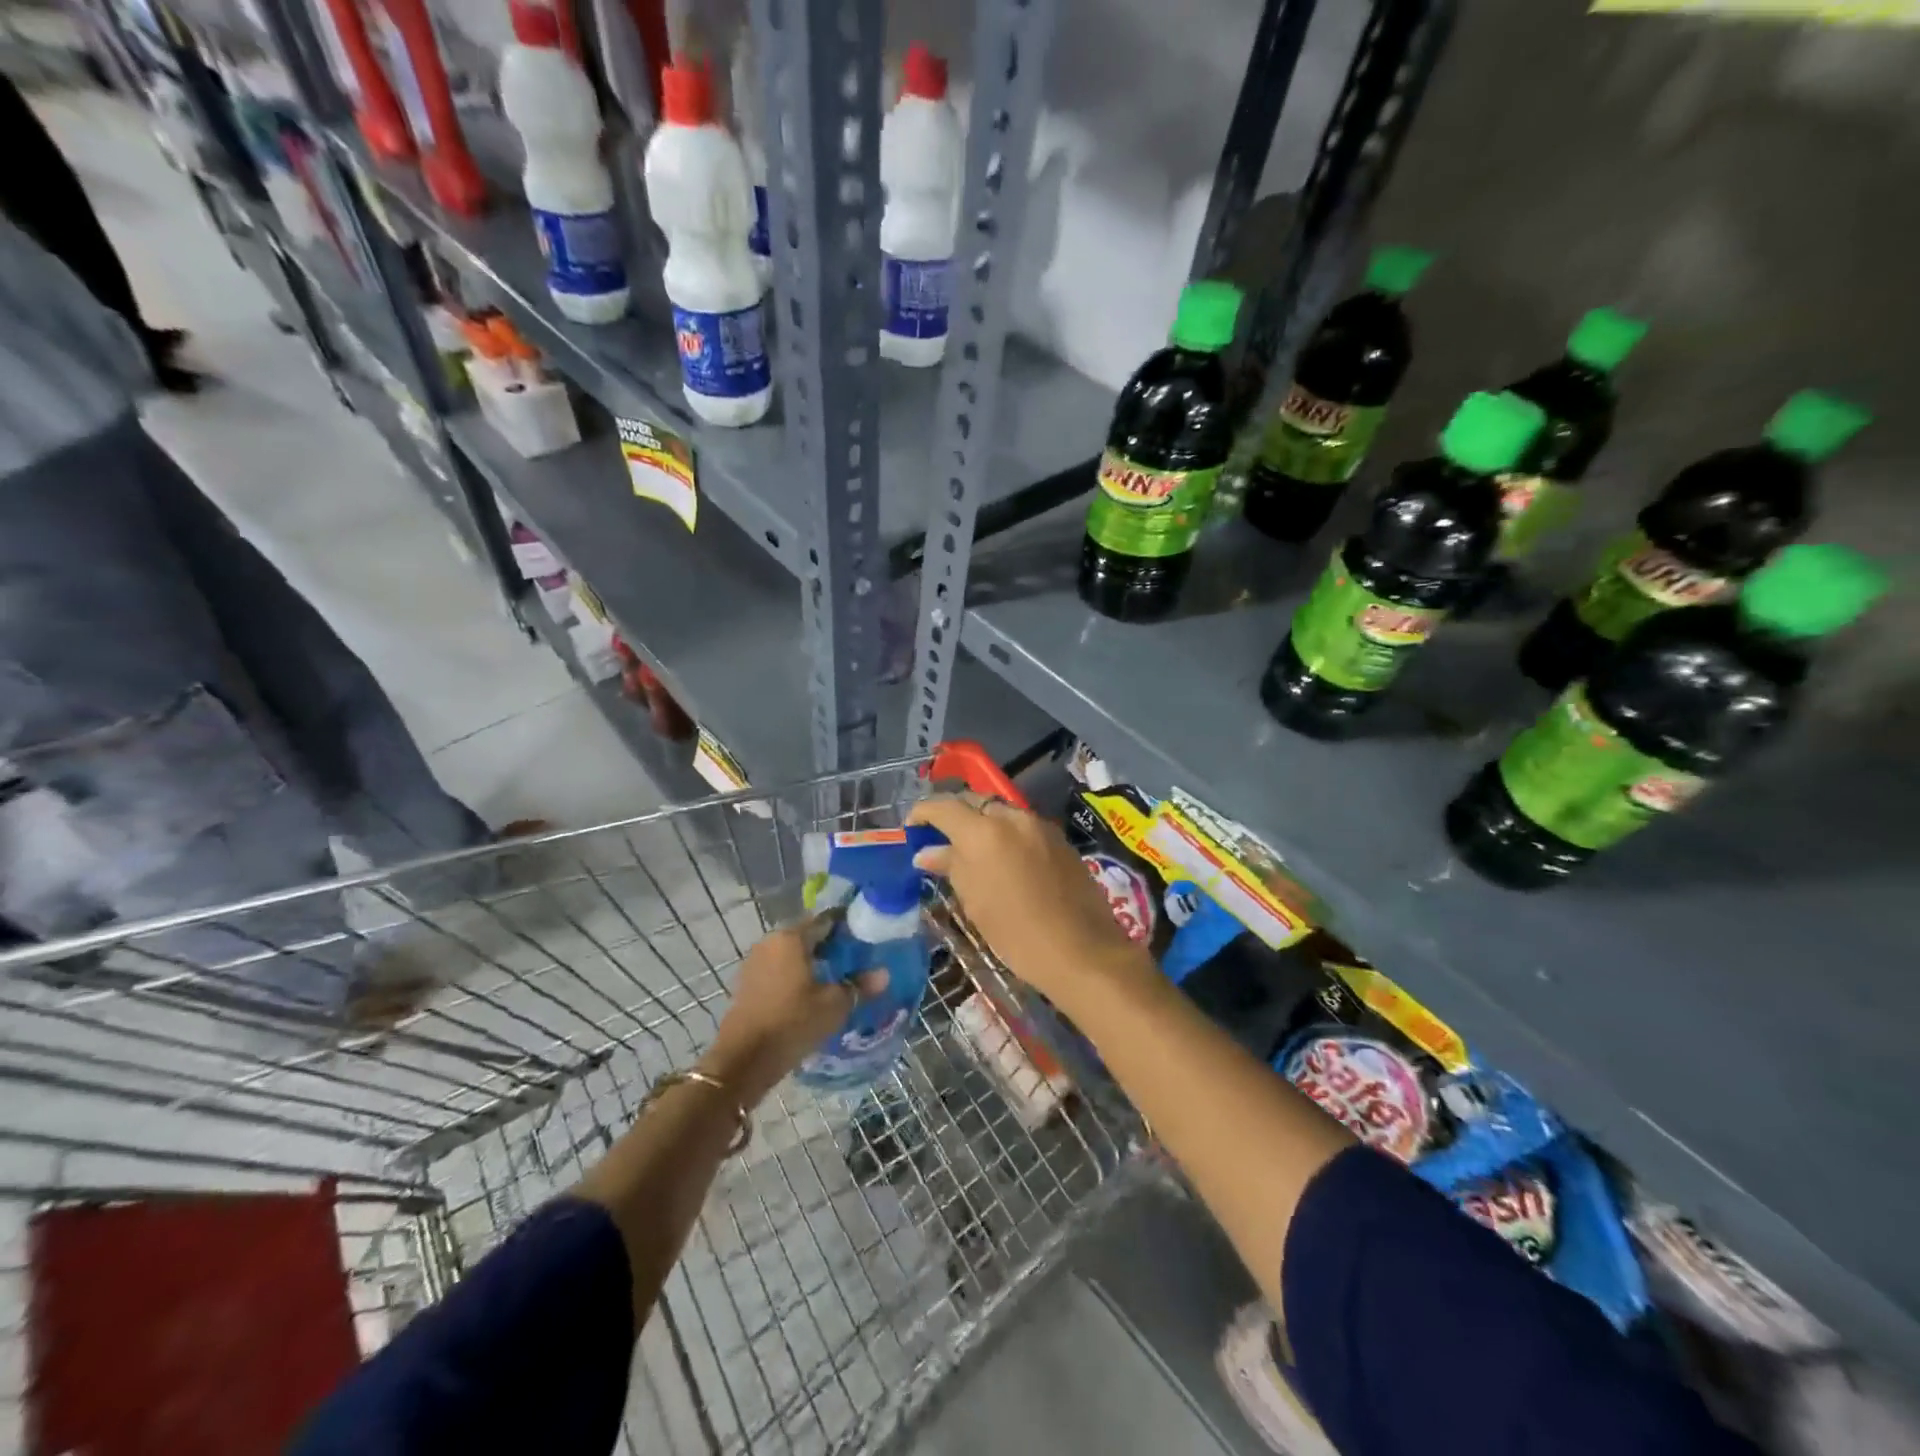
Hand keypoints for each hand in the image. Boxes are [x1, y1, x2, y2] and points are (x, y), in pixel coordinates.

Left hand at [704, 920, 884, 1100]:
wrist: (743, 1060)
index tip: (867, 939)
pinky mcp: (748, 982)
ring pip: (793, 954)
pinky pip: (779, 969)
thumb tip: (884, 974)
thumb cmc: (792, 1023)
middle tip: (857, 961)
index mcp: (791, 937)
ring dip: (813, 962)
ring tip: (838, 979)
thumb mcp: (834, 1006)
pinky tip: (812, 993)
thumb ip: (859, 986)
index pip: (826, 920)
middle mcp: (771, 941)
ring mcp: (756, 961)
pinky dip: (796, 976)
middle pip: (808, 936)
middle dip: (831, 946)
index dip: (848, 928)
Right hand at [908, 793, 1148, 1011]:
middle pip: (974, 801)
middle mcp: (1012, 818)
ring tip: (971, 849)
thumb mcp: (975, 902)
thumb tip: (926, 853)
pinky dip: (1006, 834)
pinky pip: (1023, 826)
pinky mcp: (1059, 838)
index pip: (944, 807)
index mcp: (984, 832)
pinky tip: (1004, 859)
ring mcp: (1039, 825)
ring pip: (1001, 812)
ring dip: (982, 823)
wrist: (1081, 950)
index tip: (911, 828)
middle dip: (954, 814)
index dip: (922, 813)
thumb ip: (951, 867)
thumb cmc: (1016, 933)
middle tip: (939, 837)